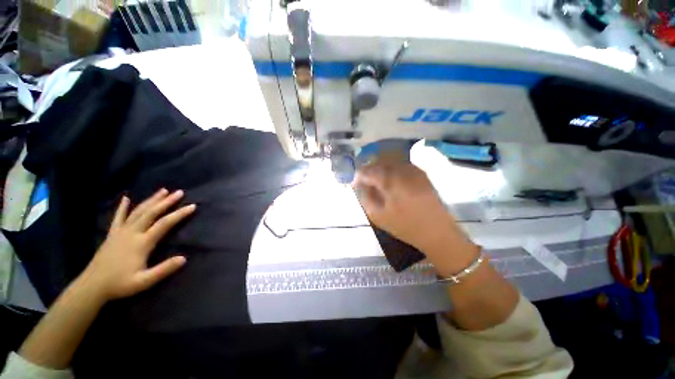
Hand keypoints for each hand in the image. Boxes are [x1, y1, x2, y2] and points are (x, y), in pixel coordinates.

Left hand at [79, 189, 195, 301]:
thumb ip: (164, 269)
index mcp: (141, 243)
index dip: (179, 214)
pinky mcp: (112, 234)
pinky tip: (126, 198)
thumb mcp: (144, 281)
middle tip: (179, 192)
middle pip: (151, 213)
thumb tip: (184, 258)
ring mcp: (120, 232)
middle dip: (166, 201)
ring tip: (163, 190)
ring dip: (151, 200)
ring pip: (138, 211)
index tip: (192, 206)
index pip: (164, 224)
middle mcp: (132, 233)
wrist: (92, 287)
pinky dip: (122, 207)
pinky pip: (118, 218)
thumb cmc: (120, 284)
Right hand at [354, 158, 477, 271]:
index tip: (356, 184)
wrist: (437, 231)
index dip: (359, 176)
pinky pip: (401, 166)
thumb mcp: (378, 216)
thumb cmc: (405, 226)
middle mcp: (402, 170)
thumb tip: (359, 185)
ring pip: (391, 162)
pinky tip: (392, 181)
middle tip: (365, 182)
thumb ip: (365, 197)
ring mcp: (414, 170)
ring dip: (381, 170)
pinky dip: (392, 170)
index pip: (368, 170)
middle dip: (369, 171)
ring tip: (377, 182)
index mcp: (390, 180)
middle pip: (379, 163)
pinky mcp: (422, 174)